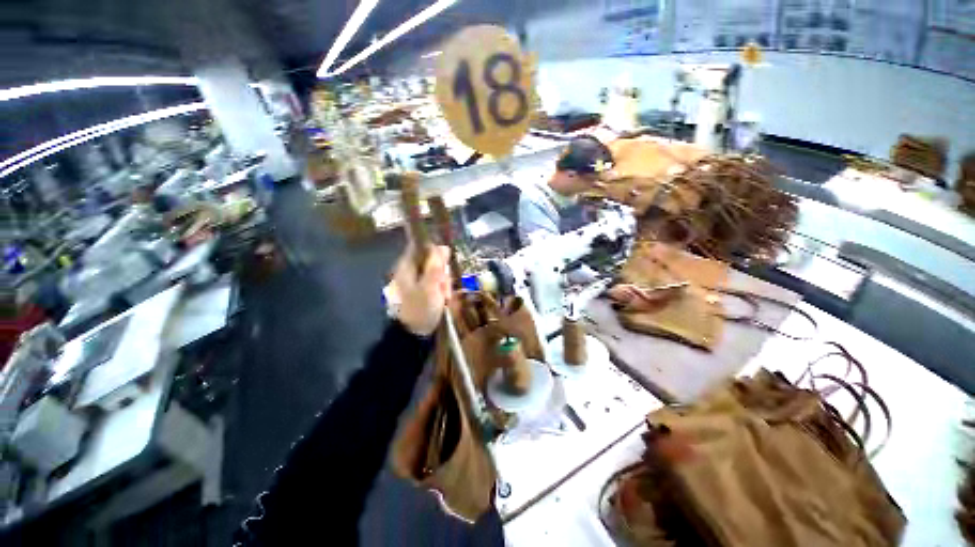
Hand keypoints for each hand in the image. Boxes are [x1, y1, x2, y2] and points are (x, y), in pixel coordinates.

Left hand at [390, 245, 451, 335]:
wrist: (413, 334)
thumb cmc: (420, 309)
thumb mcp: (430, 286)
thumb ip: (436, 265)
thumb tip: (443, 247)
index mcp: (408, 266)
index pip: (422, 247)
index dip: (436, 252)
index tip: (444, 266)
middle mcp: (411, 271)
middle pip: (432, 260)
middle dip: (442, 272)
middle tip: (443, 287)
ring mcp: (417, 281)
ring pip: (437, 272)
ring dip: (444, 283)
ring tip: (444, 298)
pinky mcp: (423, 290)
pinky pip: (436, 283)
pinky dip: (441, 290)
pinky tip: (443, 300)